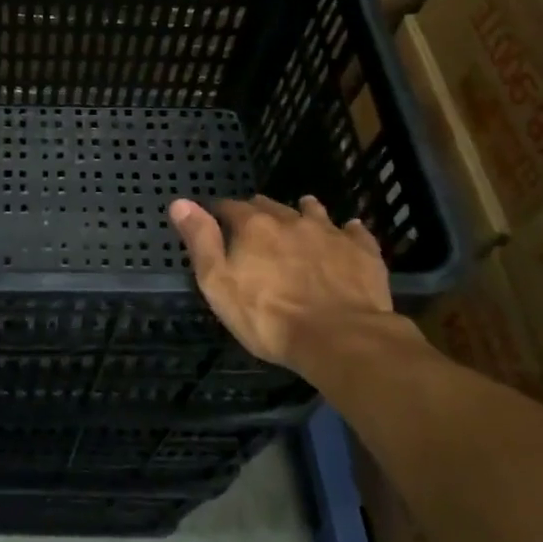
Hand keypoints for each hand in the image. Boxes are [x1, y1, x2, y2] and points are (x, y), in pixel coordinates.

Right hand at [169, 195, 392, 368]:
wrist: (340, 338)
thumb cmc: (269, 317)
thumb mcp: (218, 283)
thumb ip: (201, 241)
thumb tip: (180, 202)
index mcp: (253, 226)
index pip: (229, 207)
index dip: (219, 212)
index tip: (215, 219)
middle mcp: (291, 220)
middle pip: (269, 206)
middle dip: (258, 211)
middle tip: (253, 224)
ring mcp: (330, 234)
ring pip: (313, 212)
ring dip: (303, 211)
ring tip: (301, 213)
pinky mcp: (362, 252)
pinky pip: (354, 231)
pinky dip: (347, 230)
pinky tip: (348, 232)